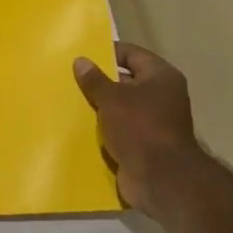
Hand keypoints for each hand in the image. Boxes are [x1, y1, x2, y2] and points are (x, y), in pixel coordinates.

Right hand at [73, 42, 206, 222]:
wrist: (161, 179)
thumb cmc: (140, 128)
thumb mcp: (112, 99)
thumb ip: (95, 79)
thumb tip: (81, 61)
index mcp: (161, 77)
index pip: (132, 54)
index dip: (108, 52)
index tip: (82, 55)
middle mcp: (162, 96)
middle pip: (126, 81)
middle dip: (100, 81)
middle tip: (71, 78)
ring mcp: (154, 122)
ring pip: (121, 108)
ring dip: (100, 108)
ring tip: (70, 101)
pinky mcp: (144, 145)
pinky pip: (120, 130)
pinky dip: (104, 129)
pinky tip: (80, 127)